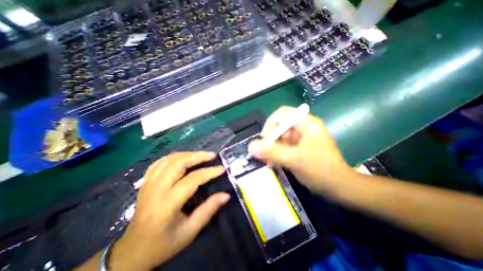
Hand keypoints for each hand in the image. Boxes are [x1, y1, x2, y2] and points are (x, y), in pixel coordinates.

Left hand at [110, 151, 229, 269]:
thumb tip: (226, 195)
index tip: (222, 168)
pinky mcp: (145, 183)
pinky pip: (160, 162)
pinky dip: (174, 157)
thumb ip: (209, 210)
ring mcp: (148, 184)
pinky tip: (183, 157)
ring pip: (169, 160)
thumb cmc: (164, 244)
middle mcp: (156, 190)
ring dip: (187, 154)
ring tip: (201, 155)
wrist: (132, 252)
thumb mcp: (190, 231)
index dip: (209, 172)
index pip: (192, 180)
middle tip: (212, 155)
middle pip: (178, 163)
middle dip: (197, 156)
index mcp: (167, 204)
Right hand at [247, 106, 353, 196]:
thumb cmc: (320, 170)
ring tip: (268, 161)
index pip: (282, 114)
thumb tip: (251, 146)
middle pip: (280, 127)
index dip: (270, 124)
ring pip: (280, 138)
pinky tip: (274, 162)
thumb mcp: (294, 159)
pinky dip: (277, 153)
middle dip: (270, 140)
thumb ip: (272, 152)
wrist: (339, 188)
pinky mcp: (299, 148)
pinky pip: (283, 146)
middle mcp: (304, 128)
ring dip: (272, 148)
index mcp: (307, 123)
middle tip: (264, 154)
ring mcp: (301, 138)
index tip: (264, 140)